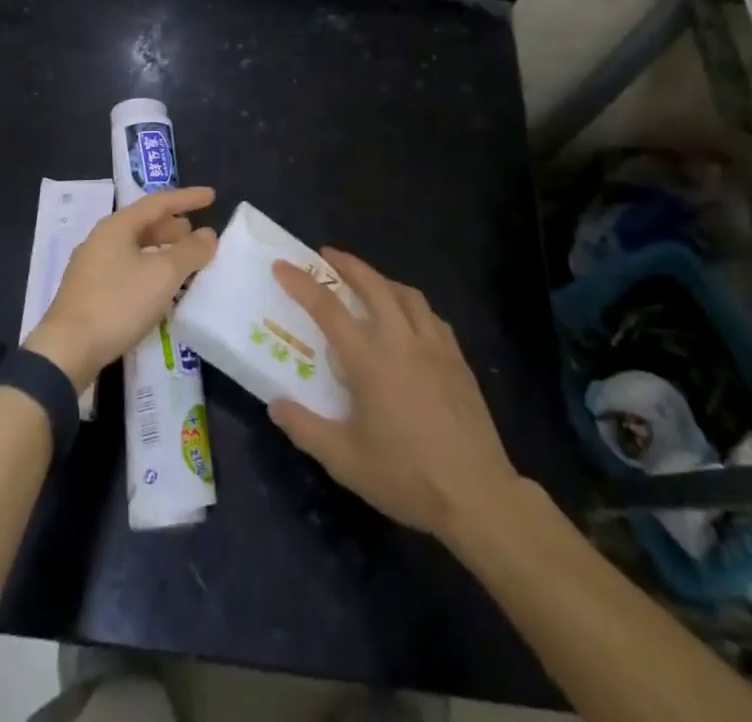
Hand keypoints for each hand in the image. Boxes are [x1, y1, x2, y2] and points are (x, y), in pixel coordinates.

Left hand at [25, 187, 217, 389]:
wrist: (67, 350)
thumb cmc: (118, 303)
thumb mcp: (163, 275)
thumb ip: (190, 251)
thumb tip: (208, 234)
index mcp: (116, 226)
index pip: (158, 202)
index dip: (187, 198)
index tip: (211, 196)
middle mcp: (101, 240)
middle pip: (144, 225)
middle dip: (173, 228)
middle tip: (197, 236)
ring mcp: (91, 267)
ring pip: (135, 249)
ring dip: (162, 252)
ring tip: (184, 263)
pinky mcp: (88, 293)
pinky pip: (126, 270)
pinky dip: (149, 271)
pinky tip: (159, 291)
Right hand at [268, 250, 538, 545]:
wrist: (476, 495)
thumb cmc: (405, 477)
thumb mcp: (344, 460)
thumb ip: (305, 428)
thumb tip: (275, 404)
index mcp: (369, 360)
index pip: (327, 308)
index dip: (301, 283)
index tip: (281, 266)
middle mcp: (401, 340)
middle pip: (372, 284)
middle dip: (347, 264)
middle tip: (327, 255)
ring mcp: (434, 346)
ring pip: (406, 294)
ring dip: (381, 279)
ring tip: (367, 282)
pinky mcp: (458, 359)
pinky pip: (431, 316)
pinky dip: (412, 305)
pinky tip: (408, 319)